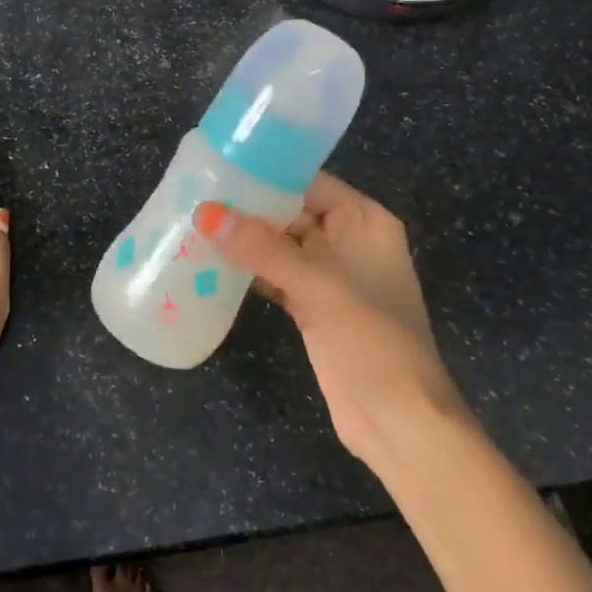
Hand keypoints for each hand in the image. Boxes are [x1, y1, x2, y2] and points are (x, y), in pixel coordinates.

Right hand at [195, 173, 461, 465]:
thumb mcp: (318, 287)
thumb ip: (262, 248)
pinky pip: (274, 275)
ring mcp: (329, 276)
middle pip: (290, 211)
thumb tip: (205, 212)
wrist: (399, 424)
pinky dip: (247, 271)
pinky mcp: (312, 306)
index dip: (266, 173)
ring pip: (278, 245)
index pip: (309, 182)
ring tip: (192, 224)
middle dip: (247, 207)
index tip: (216, 166)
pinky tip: (210, 265)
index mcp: (364, 221)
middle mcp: (347, 241)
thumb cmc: (372, 342)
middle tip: (193, 195)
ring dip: (242, 240)